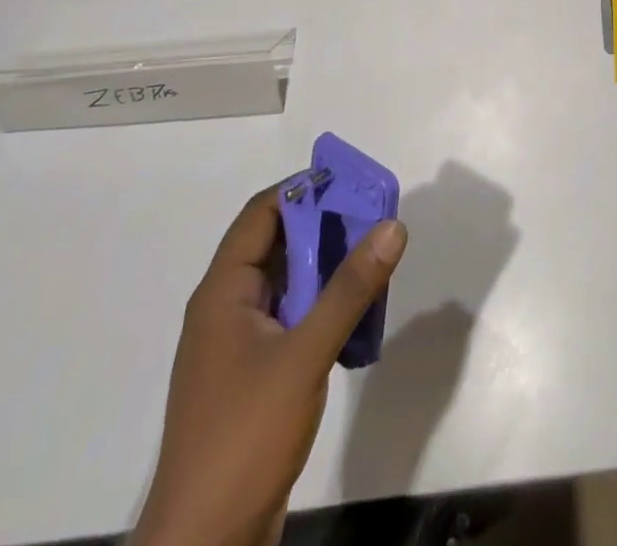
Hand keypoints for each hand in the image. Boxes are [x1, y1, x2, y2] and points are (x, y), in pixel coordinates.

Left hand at [130, 188, 407, 545]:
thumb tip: (393, 225)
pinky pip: (293, 319)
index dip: (303, 189)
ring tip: (375, 256)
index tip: (351, 180)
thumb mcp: (305, 355)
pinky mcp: (254, 378)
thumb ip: (350, 289)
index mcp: (223, 293)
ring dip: (329, 267)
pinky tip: (358, 314)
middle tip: (376, 216)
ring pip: (288, 283)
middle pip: (277, 245)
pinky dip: (324, 305)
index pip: (261, 215)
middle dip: (325, 225)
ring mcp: (238, 347)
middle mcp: (226, 311)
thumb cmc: (244, 436)